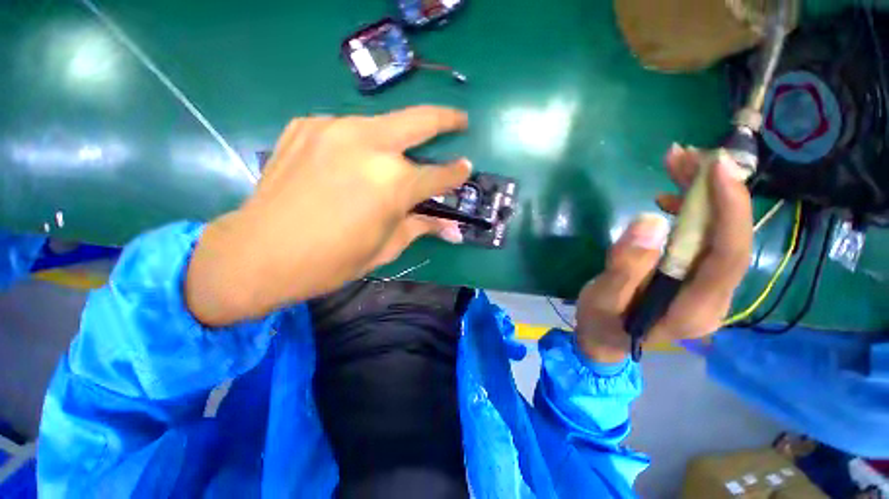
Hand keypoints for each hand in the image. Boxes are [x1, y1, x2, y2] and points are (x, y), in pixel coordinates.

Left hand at [186, 106, 471, 325]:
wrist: (259, 253)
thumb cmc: (332, 260)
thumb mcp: (385, 247)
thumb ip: (421, 227)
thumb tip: (452, 228)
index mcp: (393, 184)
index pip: (439, 175)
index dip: (457, 173)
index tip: (466, 167)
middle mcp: (369, 145)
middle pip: (420, 121)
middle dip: (446, 119)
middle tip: (460, 120)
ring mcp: (334, 128)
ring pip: (382, 125)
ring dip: (396, 139)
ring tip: (393, 157)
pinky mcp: (307, 125)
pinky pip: (347, 130)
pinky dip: (359, 144)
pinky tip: (350, 163)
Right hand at [575, 145, 752, 362]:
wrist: (605, 339)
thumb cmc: (601, 323)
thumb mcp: (603, 298)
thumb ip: (624, 267)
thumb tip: (649, 221)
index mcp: (693, 309)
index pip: (729, 255)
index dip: (730, 210)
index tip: (716, 168)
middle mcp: (712, 297)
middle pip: (729, 238)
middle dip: (714, 191)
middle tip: (685, 156)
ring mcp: (705, 287)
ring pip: (719, 234)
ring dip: (702, 195)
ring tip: (676, 164)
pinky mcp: (693, 277)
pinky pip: (702, 239)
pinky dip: (691, 212)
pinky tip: (669, 198)